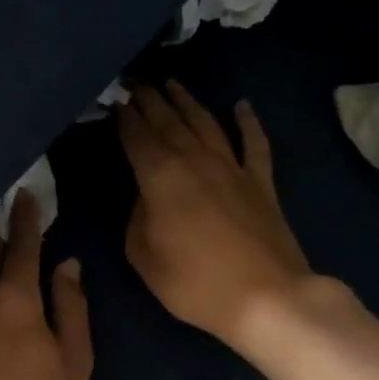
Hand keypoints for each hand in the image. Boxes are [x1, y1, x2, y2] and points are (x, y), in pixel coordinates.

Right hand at [119, 82, 327, 352]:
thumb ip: (136, 220)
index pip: (136, 136)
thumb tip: (145, 198)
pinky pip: (254, 143)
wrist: (266, 297)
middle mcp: (195, 160)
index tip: (113, 99)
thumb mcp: (144, 257)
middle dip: (149, 99)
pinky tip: (241, 105)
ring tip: (171, 83)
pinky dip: (248, 122)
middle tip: (134, 81)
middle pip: (169, 121)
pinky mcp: (261, 183)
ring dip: (187, 101)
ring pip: (206, 123)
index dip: (123, 117)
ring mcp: (232, 168)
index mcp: (160, 177)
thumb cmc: (194, 283)